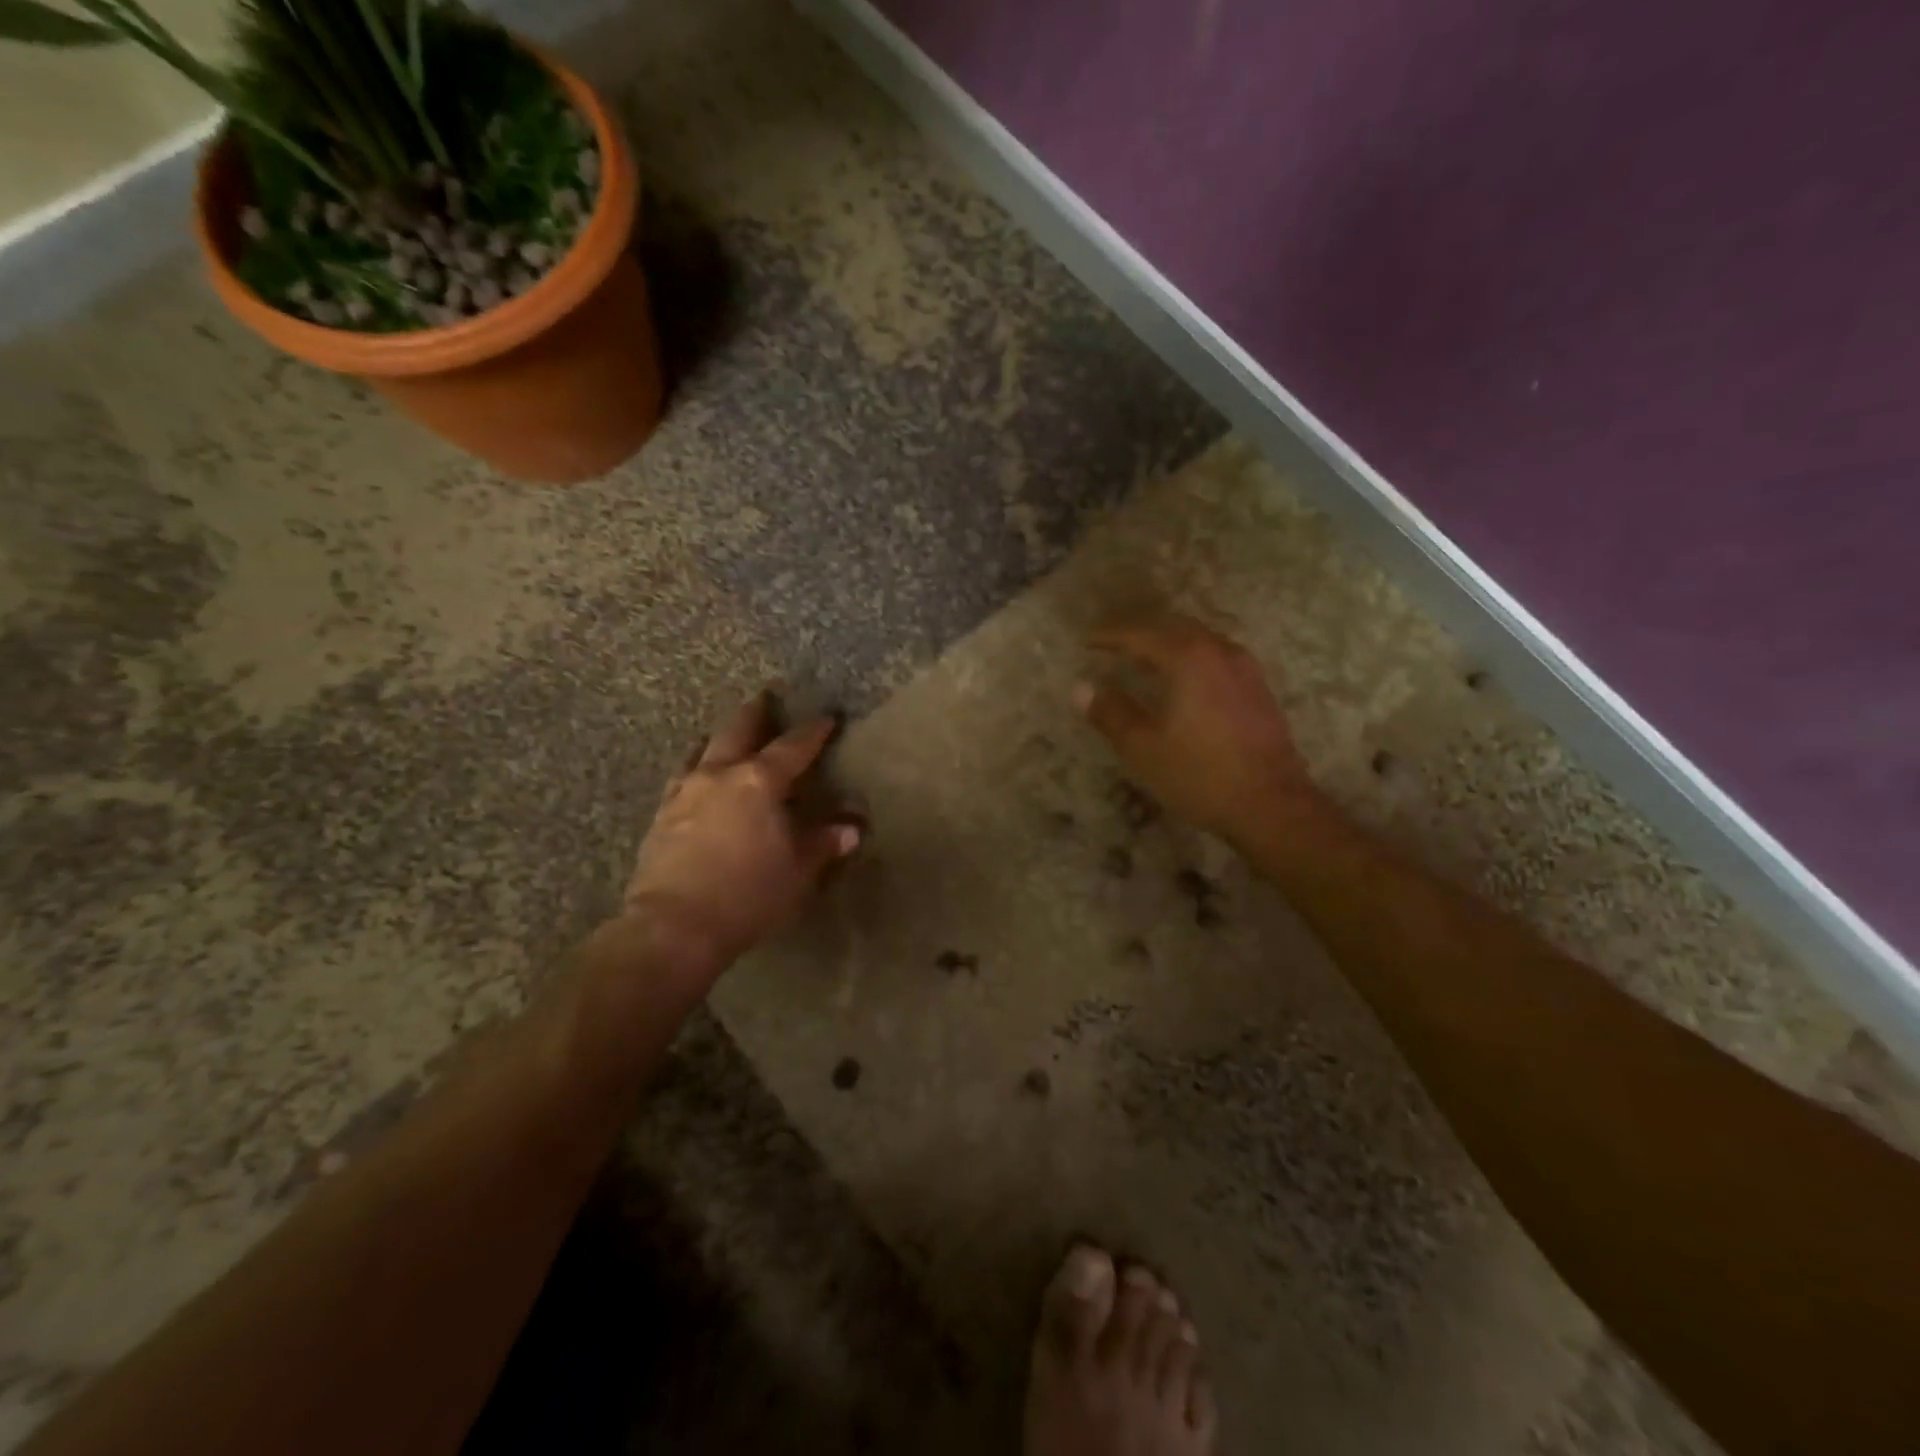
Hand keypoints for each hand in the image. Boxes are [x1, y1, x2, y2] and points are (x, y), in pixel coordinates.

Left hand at [621, 690, 860, 977]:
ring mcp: (684, 793)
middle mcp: (719, 775)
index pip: (793, 747)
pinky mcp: (661, 816)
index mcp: (759, 782)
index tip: (827, 719)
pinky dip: (693, 768)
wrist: (675, 926)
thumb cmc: (748, 894)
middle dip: (755, 713)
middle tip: (764, 696)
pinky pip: (680, 778)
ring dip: (717, 737)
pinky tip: (693, 778)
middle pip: (737, 731)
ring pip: (701, 750)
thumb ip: (823, 844)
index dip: (813, 732)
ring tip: (723, 734)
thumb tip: (851, 829)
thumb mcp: (798, 871)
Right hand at [1074, 617, 1316, 844]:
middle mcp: (1219, 652)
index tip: (1088, 639)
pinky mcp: (1258, 689)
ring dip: (1169, 643)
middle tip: (1114, 643)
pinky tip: (1184, 681)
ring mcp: (1245, 669)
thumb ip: (1111, 713)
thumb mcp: (1143, 748)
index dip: (1111, 635)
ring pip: (1200, 640)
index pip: (1141, 634)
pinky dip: (1191, 658)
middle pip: (1174, 627)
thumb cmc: (1200, 773)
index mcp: (1188, 658)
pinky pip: (1216, 657)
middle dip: (1142, 632)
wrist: (1272, 804)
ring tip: (1146, 659)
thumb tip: (1082, 689)